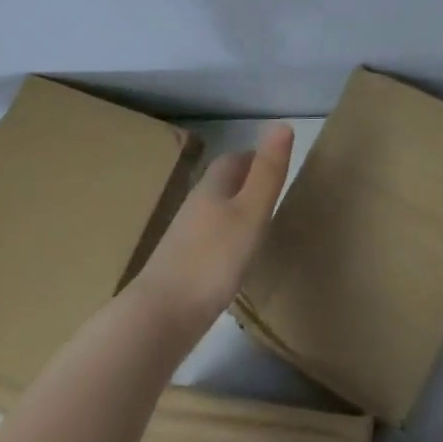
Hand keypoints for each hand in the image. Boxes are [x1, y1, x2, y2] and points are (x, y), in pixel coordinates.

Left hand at [129, 124, 293, 332]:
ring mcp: (183, 239)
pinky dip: (226, 240)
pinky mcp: (181, 267)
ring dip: (235, 211)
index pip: (234, 160)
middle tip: (274, 192)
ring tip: (261, 224)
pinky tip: (237, 259)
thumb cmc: (213, 259)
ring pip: (214, 212)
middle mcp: (194, 207)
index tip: (278, 166)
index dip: (255, 157)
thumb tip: (281, 124)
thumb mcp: (251, 212)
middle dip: (246, 181)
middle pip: (221, 184)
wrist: (161, 317)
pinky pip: (208, 240)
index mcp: (212, 188)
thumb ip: (267, 172)